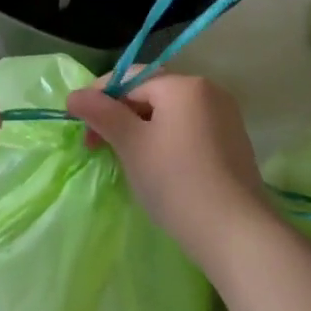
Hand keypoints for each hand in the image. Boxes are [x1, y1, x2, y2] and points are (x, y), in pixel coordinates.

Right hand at [66, 72, 269, 262]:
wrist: (236, 233)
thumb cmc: (176, 182)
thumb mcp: (132, 145)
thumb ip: (102, 114)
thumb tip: (74, 95)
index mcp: (183, 84)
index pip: (130, 78)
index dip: (99, 96)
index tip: (79, 124)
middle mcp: (208, 90)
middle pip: (151, 93)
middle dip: (119, 115)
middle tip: (96, 145)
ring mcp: (225, 116)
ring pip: (169, 112)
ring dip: (141, 128)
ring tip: (123, 157)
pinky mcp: (231, 142)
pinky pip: (188, 128)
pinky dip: (165, 139)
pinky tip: (155, 166)